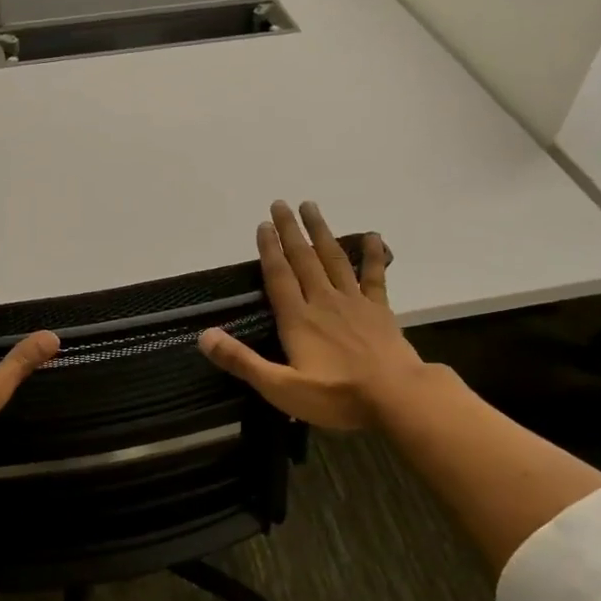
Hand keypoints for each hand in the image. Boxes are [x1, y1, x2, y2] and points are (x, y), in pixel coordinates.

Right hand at [199, 201, 425, 429]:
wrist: (396, 397)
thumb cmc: (336, 396)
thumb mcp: (280, 387)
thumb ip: (242, 361)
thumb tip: (204, 336)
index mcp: (298, 319)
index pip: (279, 277)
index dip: (269, 250)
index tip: (262, 225)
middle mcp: (323, 302)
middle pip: (304, 259)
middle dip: (290, 231)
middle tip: (281, 204)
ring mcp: (354, 303)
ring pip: (334, 259)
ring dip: (321, 232)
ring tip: (311, 207)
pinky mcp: (379, 310)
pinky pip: (374, 276)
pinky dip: (372, 255)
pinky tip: (372, 236)